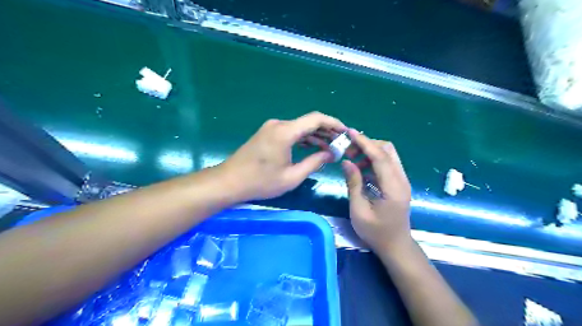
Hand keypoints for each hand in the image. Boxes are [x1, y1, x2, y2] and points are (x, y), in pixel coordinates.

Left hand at [218, 113, 343, 201]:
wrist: (229, 181)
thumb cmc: (261, 182)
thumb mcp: (292, 177)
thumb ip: (314, 162)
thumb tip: (331, 154)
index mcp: (285, 132)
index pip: (316, 119)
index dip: (334, 123)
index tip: (346, 132)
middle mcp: (279, 125)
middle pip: (309, 122)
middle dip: (327, 131)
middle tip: (341, 143)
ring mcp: (271, 128)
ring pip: (300, 127)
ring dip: (315, 136)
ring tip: (330, 148)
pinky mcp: (267, 134)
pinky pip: (290, 132)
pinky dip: (303, 138)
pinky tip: (313, 148)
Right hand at [342, 128, 412, 252]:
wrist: (396, 246)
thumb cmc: (376, 232)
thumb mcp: (359, 210)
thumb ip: (354, 183)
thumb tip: (346, 161)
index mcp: (393, 187)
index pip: (380, 156)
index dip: (365, 142)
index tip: (349, 132)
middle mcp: (401, 179)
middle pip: (387, 150)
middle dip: (367, 144)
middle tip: (348, 149)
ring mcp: (401, 181)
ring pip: (388, 155)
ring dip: (370, 151)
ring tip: (351, 157)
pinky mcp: (398, 183)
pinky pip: (386, 164)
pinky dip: (373, 160)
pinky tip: (360, 167)